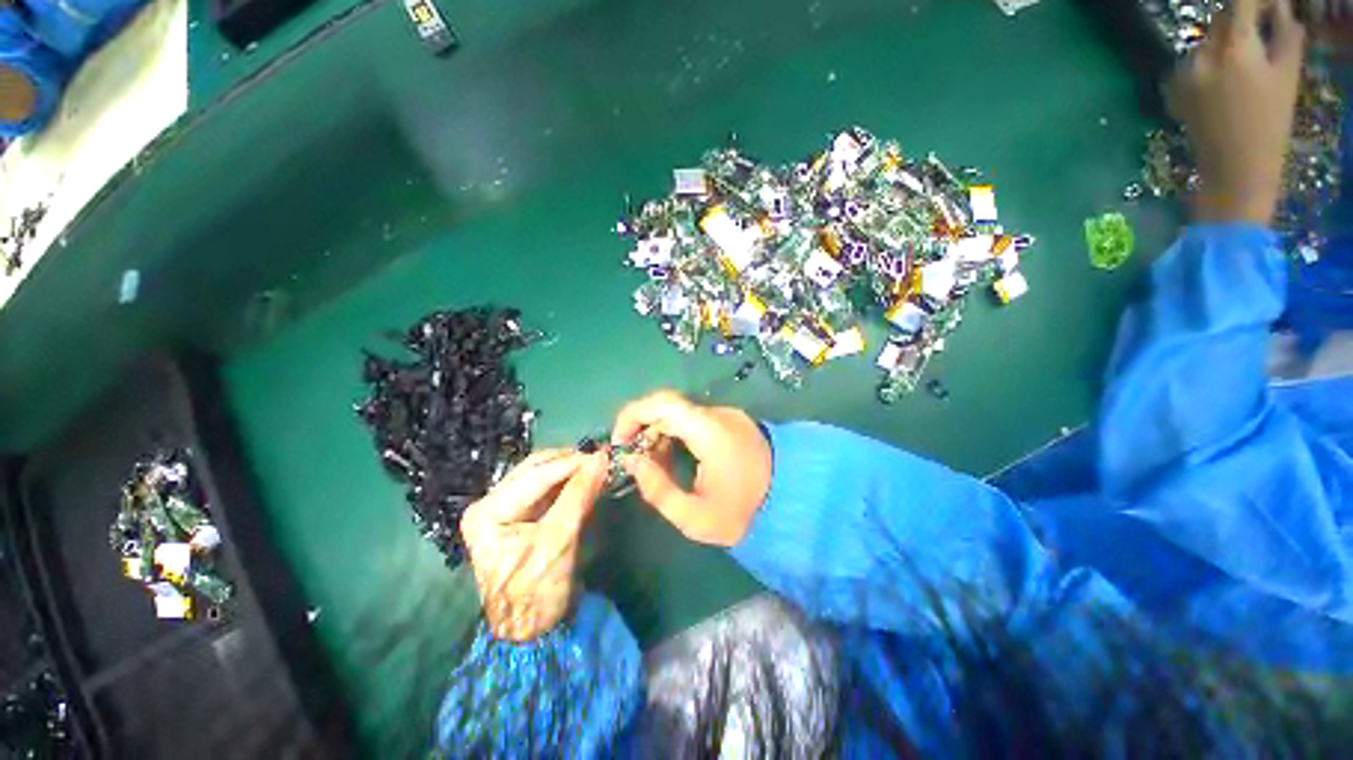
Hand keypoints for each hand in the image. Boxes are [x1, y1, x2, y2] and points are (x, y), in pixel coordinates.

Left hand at [460, 450, 607, 641]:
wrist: (528, 631)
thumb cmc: (537, 592)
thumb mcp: (559, 541)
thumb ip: (578, 496)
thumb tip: (602, 459)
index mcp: (487, 511)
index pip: (535, 474)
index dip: (572, 462)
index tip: (604, 455)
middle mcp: (489, 502)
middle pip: (535, 468)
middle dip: (570, 462)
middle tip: (601, 460)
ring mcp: (502, 507)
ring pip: (541, 473)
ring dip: (570, 469)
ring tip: (597, 467)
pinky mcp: (517, 513)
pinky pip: (546, 487)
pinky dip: (567, 481)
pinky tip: (585, 479)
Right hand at [611, 391, 771, 546]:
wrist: (793, 500)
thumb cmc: (744, 513)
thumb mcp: (694, 517)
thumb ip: (657, 489)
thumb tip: (633, 461)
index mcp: (709, 431)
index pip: (661, 403)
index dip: (632, 415)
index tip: (620, 441)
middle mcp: (717, 414)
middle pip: (667, 405)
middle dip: (642, 428)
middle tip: (635, 459)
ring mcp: (726, 414)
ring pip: (679, 412)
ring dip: (659, 431)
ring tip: (655, 464)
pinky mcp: (730, 419)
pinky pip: (693, 419)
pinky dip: (675, 433)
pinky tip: (675, 457)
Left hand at [1165, 0, 1305, 223]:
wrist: (1235, 168)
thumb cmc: (1271, 123)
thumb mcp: (1287, 75)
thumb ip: (1285, 35)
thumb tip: (1280, 8)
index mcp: (1236, 47)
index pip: (1240, 4)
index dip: (1256, 2)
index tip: (1269, 8)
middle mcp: (1203, 54)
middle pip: (1220, 21)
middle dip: (1239, 22)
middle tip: (1258, 34)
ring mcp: (1184, 73)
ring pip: (1205, 43)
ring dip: (1222, 45)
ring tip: (1240, 68)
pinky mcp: (1173, 91)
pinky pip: (1190, 64)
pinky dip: (1206, 64)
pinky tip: (1219, 84)